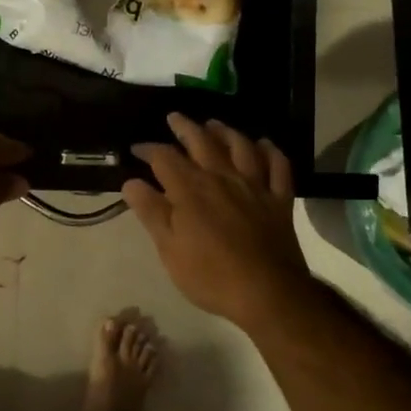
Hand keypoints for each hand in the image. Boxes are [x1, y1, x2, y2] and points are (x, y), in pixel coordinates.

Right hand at [123, 114, 317, 332]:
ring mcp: (254, 186)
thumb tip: (131, 182)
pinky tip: (263, 145)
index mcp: (190, 190)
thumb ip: (151, 212)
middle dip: (185, 127)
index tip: (137, 149)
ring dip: (225, 131)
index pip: (164, 158)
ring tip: (214, 124)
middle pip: (202, 141)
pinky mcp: (279, 200)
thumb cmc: (209, 275)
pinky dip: (270, 151)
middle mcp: (222, 178)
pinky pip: (278, 166)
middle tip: (174, 117)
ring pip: (240, 146)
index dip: (148, 149)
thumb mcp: (169, 249)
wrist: (266, 292)